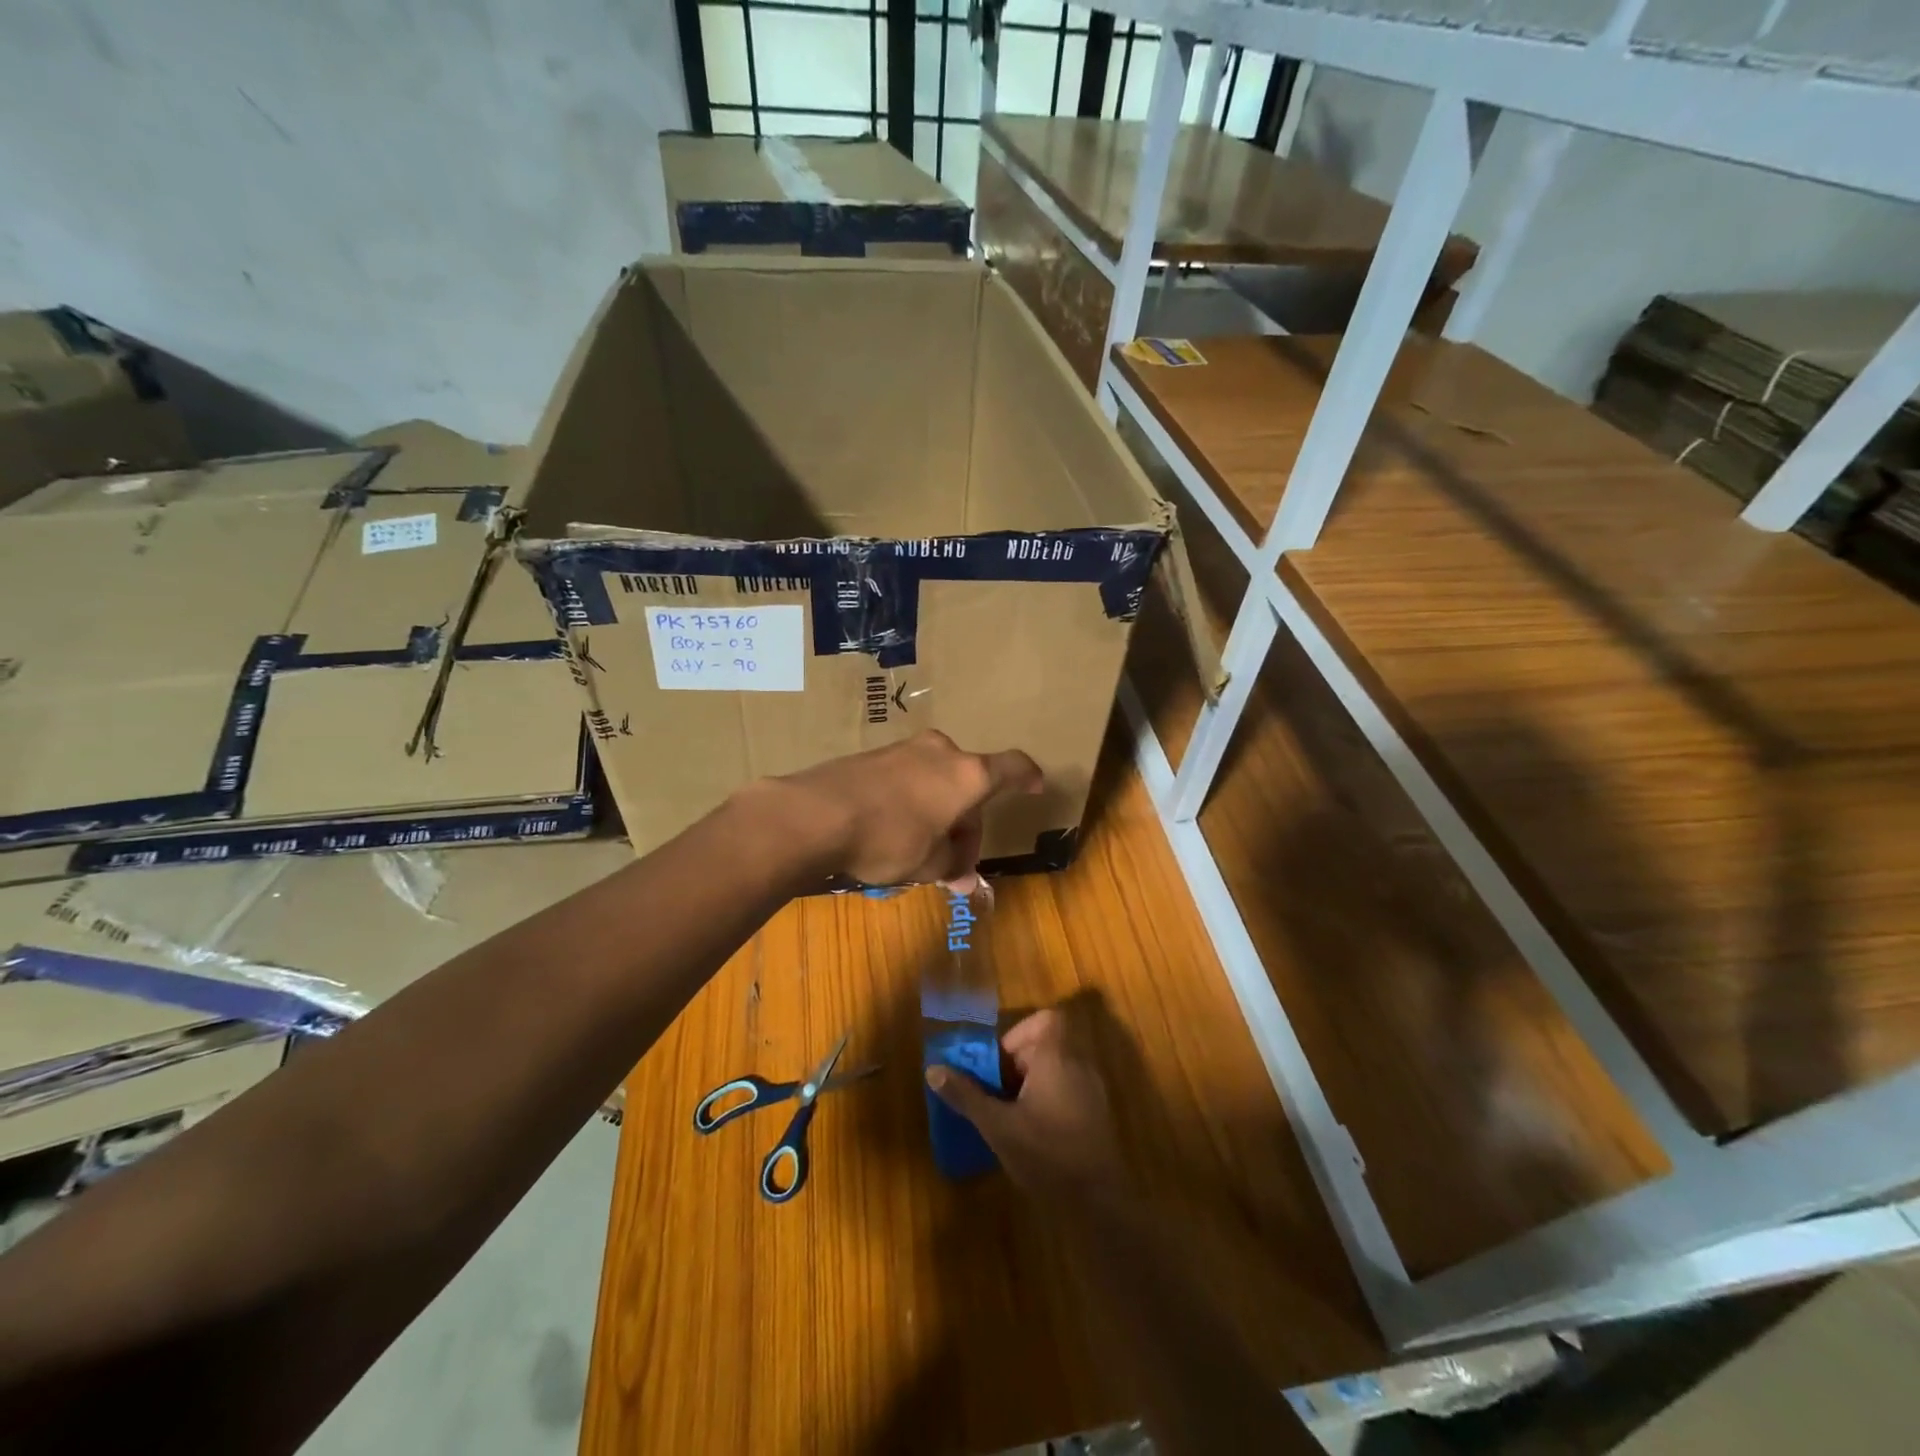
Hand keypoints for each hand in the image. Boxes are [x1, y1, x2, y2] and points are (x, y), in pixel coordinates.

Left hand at [745, 730, 1042, 887]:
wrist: (815, 814)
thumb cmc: (889, 839)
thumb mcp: (928, 864)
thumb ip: (953, 867)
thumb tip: (964, 881)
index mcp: (967, 774)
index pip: (1011, 767)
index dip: (1027, 777)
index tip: (1035, 787)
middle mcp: (940, 752)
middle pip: (969, 784)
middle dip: (967, 823)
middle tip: (955, 862)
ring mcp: (904, 749)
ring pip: (937, 781)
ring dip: (939, 813)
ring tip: (922, 852)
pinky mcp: (873, 756)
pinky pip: (908, 778)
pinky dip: (913, 802)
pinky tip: (893, 831)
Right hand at [925, 1008, 1127, 1199]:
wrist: (1099, 1202)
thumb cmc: (1046, 1153)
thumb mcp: (998, 1126)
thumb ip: (966, 1095)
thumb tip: (933, 1070)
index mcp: (1056, 1057)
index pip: (1045, 1019)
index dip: (1019, 1033)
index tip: (999, 1063)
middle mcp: (1078, 1064)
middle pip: (1045, 1045)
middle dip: (1016, 1064)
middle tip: (995, 1093)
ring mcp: (1092, 1090)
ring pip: (1056, 1069)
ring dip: (1030, 1083)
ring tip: (1008, 1114)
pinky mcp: (1097, 1114)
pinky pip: (1067, 1090)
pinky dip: (1047, 1099)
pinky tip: (1032, 1133)